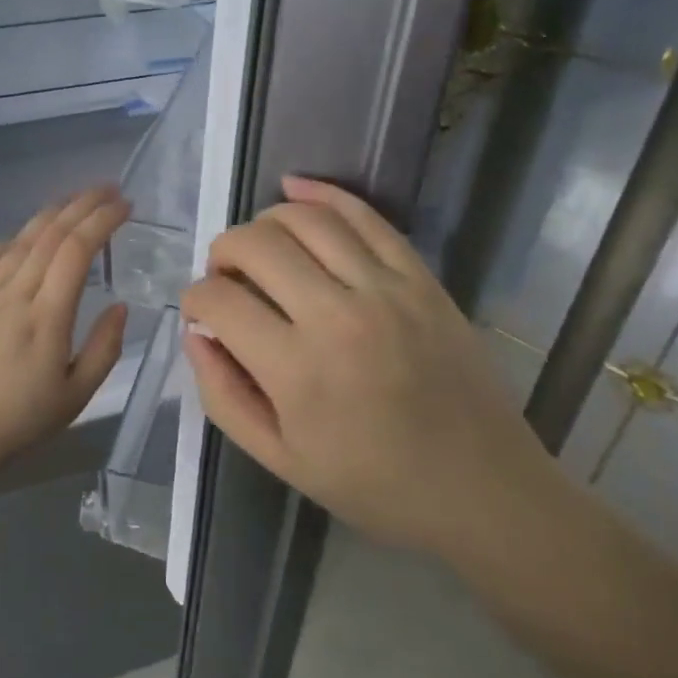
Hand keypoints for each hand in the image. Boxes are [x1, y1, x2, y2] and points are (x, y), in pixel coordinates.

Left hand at [0, 185, 132, 469]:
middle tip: (108, 189)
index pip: (77, 250)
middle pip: (50, 234)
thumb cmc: (18, 421)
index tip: (125, 205)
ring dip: (50, 214)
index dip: (102, 220)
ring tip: (73, 201)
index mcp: (47, 315)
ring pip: (21, 240)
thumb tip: (119, 306)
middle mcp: (15, 293)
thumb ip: (104, 348)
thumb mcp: (75, 396)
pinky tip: (21, 239)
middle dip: (82, 204)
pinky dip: (11, 241)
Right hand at [181, 176, 555, 555]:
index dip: (194, 300)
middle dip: (222, 252)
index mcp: (297, 371)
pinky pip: (364, 215)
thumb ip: (224, 396)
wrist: (482, 489)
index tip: (200, 313)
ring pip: (304, 219)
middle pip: (255, 245)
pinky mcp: (420, 277)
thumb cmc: (375, 484)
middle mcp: (337, 316)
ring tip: (258, 246)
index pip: (219, 301)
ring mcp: (385, 289)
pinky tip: (294, 189)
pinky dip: (322, 193)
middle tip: (224, 277)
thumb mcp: (281, 460)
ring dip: (264, 221)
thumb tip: (196, 335)